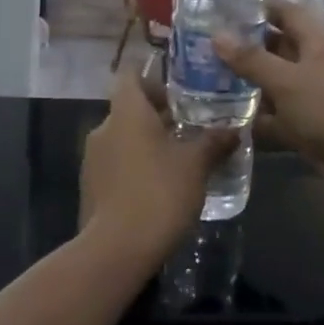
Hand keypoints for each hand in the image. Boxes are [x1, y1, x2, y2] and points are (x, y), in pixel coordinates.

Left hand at [80, 69, 233, 270]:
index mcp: (126, 113)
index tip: (176, 86)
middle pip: (128, 108)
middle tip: (190, 123)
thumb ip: (213, 142)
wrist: (117, 249)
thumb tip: (233, 129)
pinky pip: (116, 162)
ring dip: (146, 140)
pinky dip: (135, 163)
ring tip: (179, 154)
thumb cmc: (159, 193)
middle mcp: (103, 128)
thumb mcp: (196, 166)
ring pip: (122, 137)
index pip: (130, 76)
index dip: (151, 75)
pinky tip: (159, 183)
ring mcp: (92, 158)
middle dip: (157, 113)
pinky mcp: (90, 186)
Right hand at [215, 0, 323, 183]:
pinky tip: (228, 118)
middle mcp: (316, 64)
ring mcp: (314, 96)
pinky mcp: (311, 126)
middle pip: (278, 47)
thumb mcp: (286, 82)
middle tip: (207, 44)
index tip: (224, 5)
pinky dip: (258, 116)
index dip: (259, 5)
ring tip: (208, 78)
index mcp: (317, 42)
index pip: (286, 12)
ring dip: (248, 82)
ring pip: (276, 82)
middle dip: (246, 45)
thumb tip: (217, 35)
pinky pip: (279, 114)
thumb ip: (251, 60)